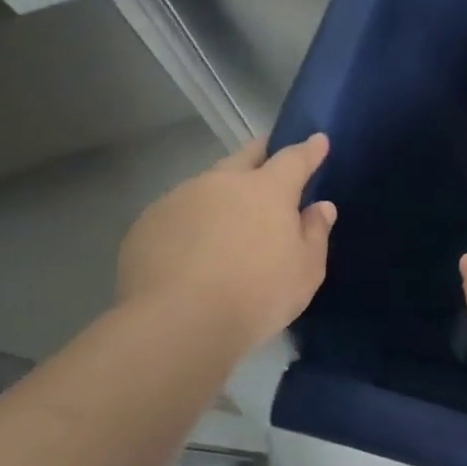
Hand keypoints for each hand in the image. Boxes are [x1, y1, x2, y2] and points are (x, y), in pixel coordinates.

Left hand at [117, 134, 335, 353]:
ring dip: (222, 194)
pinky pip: (178, 213)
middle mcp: (222, 182)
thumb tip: (319, 207)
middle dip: (262, 155)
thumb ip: (315, 233)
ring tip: (227, 222)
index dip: (308, 149)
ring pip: (208, 184)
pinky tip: (191, 251)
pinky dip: (192, 222)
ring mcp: (179, 199)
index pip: (294, 158)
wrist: (178, 324)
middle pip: (245, 156)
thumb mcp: (306, 271)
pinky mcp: (146, 224)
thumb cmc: (258, 295)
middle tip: (270, 164)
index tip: (318, 141)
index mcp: (267, 189)